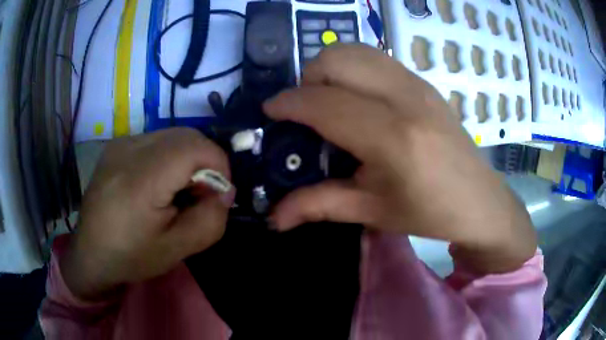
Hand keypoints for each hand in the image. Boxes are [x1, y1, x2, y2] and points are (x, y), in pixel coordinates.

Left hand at [61, 128, 233, 299]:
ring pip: (172, 135)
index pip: (195, 147)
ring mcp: (120, 143)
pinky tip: (159, 183)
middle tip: (201, 194)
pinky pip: (156, 139)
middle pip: (186, 135)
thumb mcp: (176, 250)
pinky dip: (170, 156)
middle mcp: (129, 149)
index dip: (218, 165)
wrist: (90, 253)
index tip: (219, 194)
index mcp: (141, 179)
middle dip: (205, 161)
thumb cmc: (131, 257)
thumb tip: (225, 191)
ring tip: (179, 190)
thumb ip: (210, 220)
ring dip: (188, 158)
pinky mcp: (116, 145)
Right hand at [264, 45, 535, 273]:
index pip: (323, 102)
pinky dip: (355, 70)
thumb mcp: (372, 212)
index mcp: (392, 137)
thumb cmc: (429, 212)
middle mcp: (405, 98)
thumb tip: (274, 217)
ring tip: (332, 102)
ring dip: (331, 69)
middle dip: (309, 80)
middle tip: (309, 112)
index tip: (270, 111)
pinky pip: (376, 59)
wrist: (480, 201)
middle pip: (336, 59)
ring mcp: (418, 84)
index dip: (288, 103)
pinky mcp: (424, 82)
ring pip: (356, 51)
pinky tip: (361, 101)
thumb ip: (317, 206)